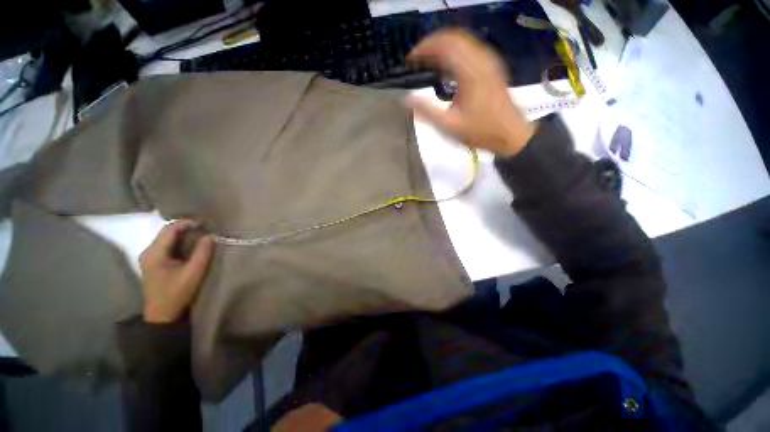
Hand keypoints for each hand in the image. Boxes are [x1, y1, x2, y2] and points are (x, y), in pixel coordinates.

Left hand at [139, 220, 213, 323]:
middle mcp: (148, 251)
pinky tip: (190, 246)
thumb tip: (210, 236)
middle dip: (186, 228)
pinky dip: (179, 242)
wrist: (162, 315)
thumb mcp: (194, 273)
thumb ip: (202, 253)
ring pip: (166, 237)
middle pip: (167, 231)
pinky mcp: (152, 262)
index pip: (170, 229)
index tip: (205, 226)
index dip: (188, 223)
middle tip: (205, 230)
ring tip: (200, 236)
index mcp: (155, 253)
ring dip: (183, 235)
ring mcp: (148, 257)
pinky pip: (166, 245)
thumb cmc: (177, 294)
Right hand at [405, 29, 535, 156]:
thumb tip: (405, 100)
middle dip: (431, 43)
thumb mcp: (449, 125)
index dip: (423, 48)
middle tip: (416, 58)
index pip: (443, 46)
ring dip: (443, 45)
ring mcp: (489, 61)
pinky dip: (454, 51)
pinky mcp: (492, 66)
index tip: (409, 59)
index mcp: (469, 72)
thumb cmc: (479, 131)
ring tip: (427, 60)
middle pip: (453, 37)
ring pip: (463, 40)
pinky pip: (470, 48)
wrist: (510, 134)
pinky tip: (446, 65)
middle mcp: (480, 59)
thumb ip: (426, 111)